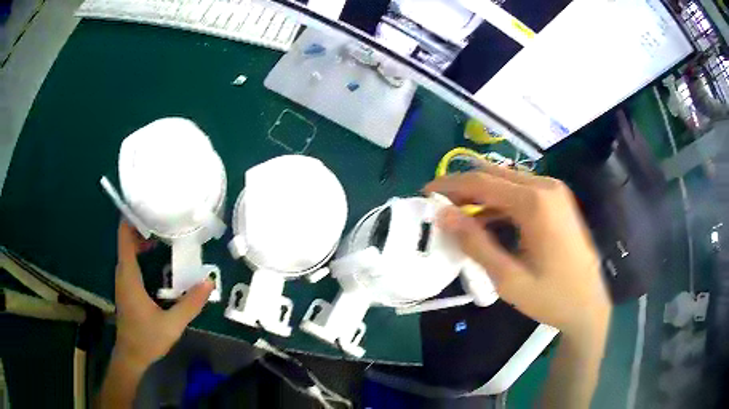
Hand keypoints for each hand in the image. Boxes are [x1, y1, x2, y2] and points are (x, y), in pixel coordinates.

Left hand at [114, 221, 213, 370]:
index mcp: (129, 276)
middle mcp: (123, 273)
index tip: (148, 206)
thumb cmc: (147, 339)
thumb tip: (209, 282)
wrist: (131, 356)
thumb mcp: (172, 324)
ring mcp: (123, 281)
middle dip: (142, 226)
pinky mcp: (126, 288)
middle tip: (164, 217)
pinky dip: (141, 252)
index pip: (124, 238)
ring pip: (128, 250)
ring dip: (142, 239)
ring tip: (164, 232)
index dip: (132, 219)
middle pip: (127, 240)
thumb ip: (190, 304)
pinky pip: (131, 261)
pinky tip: (157, 257)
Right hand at [424, 167, 610, 337]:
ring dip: (481, 194)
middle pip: (494, 175)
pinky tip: (487, 220)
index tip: (425, 193)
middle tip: (438, 203)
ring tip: (457, 213)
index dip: (450, 185)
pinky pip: (522, 192)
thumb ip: (475, 243)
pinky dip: (500, 202)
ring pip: (507, 182)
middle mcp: (545, 186)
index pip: (481, 182)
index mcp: (534, 202)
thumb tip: (443, 215)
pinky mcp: (558, 201)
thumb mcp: (507, 278)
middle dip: (463, 187)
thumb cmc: (551, 296)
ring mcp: (555, 192)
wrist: (589, 305)